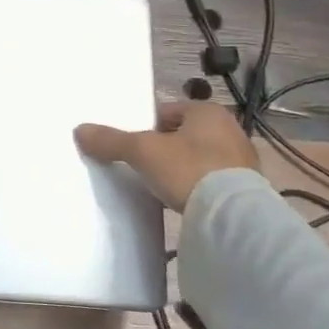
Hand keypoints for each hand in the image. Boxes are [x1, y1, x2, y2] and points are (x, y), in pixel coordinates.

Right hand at [75, 101, 257, 210]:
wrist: (232, 217)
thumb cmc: (188, 168)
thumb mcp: (142, 152)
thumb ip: (111, 140)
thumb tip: (80, 130)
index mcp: (207, 111)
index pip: (168, 112)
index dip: (148, 127)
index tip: (135, 146)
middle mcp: (229, 129)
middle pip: (185, 135)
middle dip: (167, 148)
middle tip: (146, 166)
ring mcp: (243, 161)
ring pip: (200, 158)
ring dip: (184, 169)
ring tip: (164, 186)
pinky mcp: (248, 190)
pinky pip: (214, 182)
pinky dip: (199, 188)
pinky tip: (185, 201)